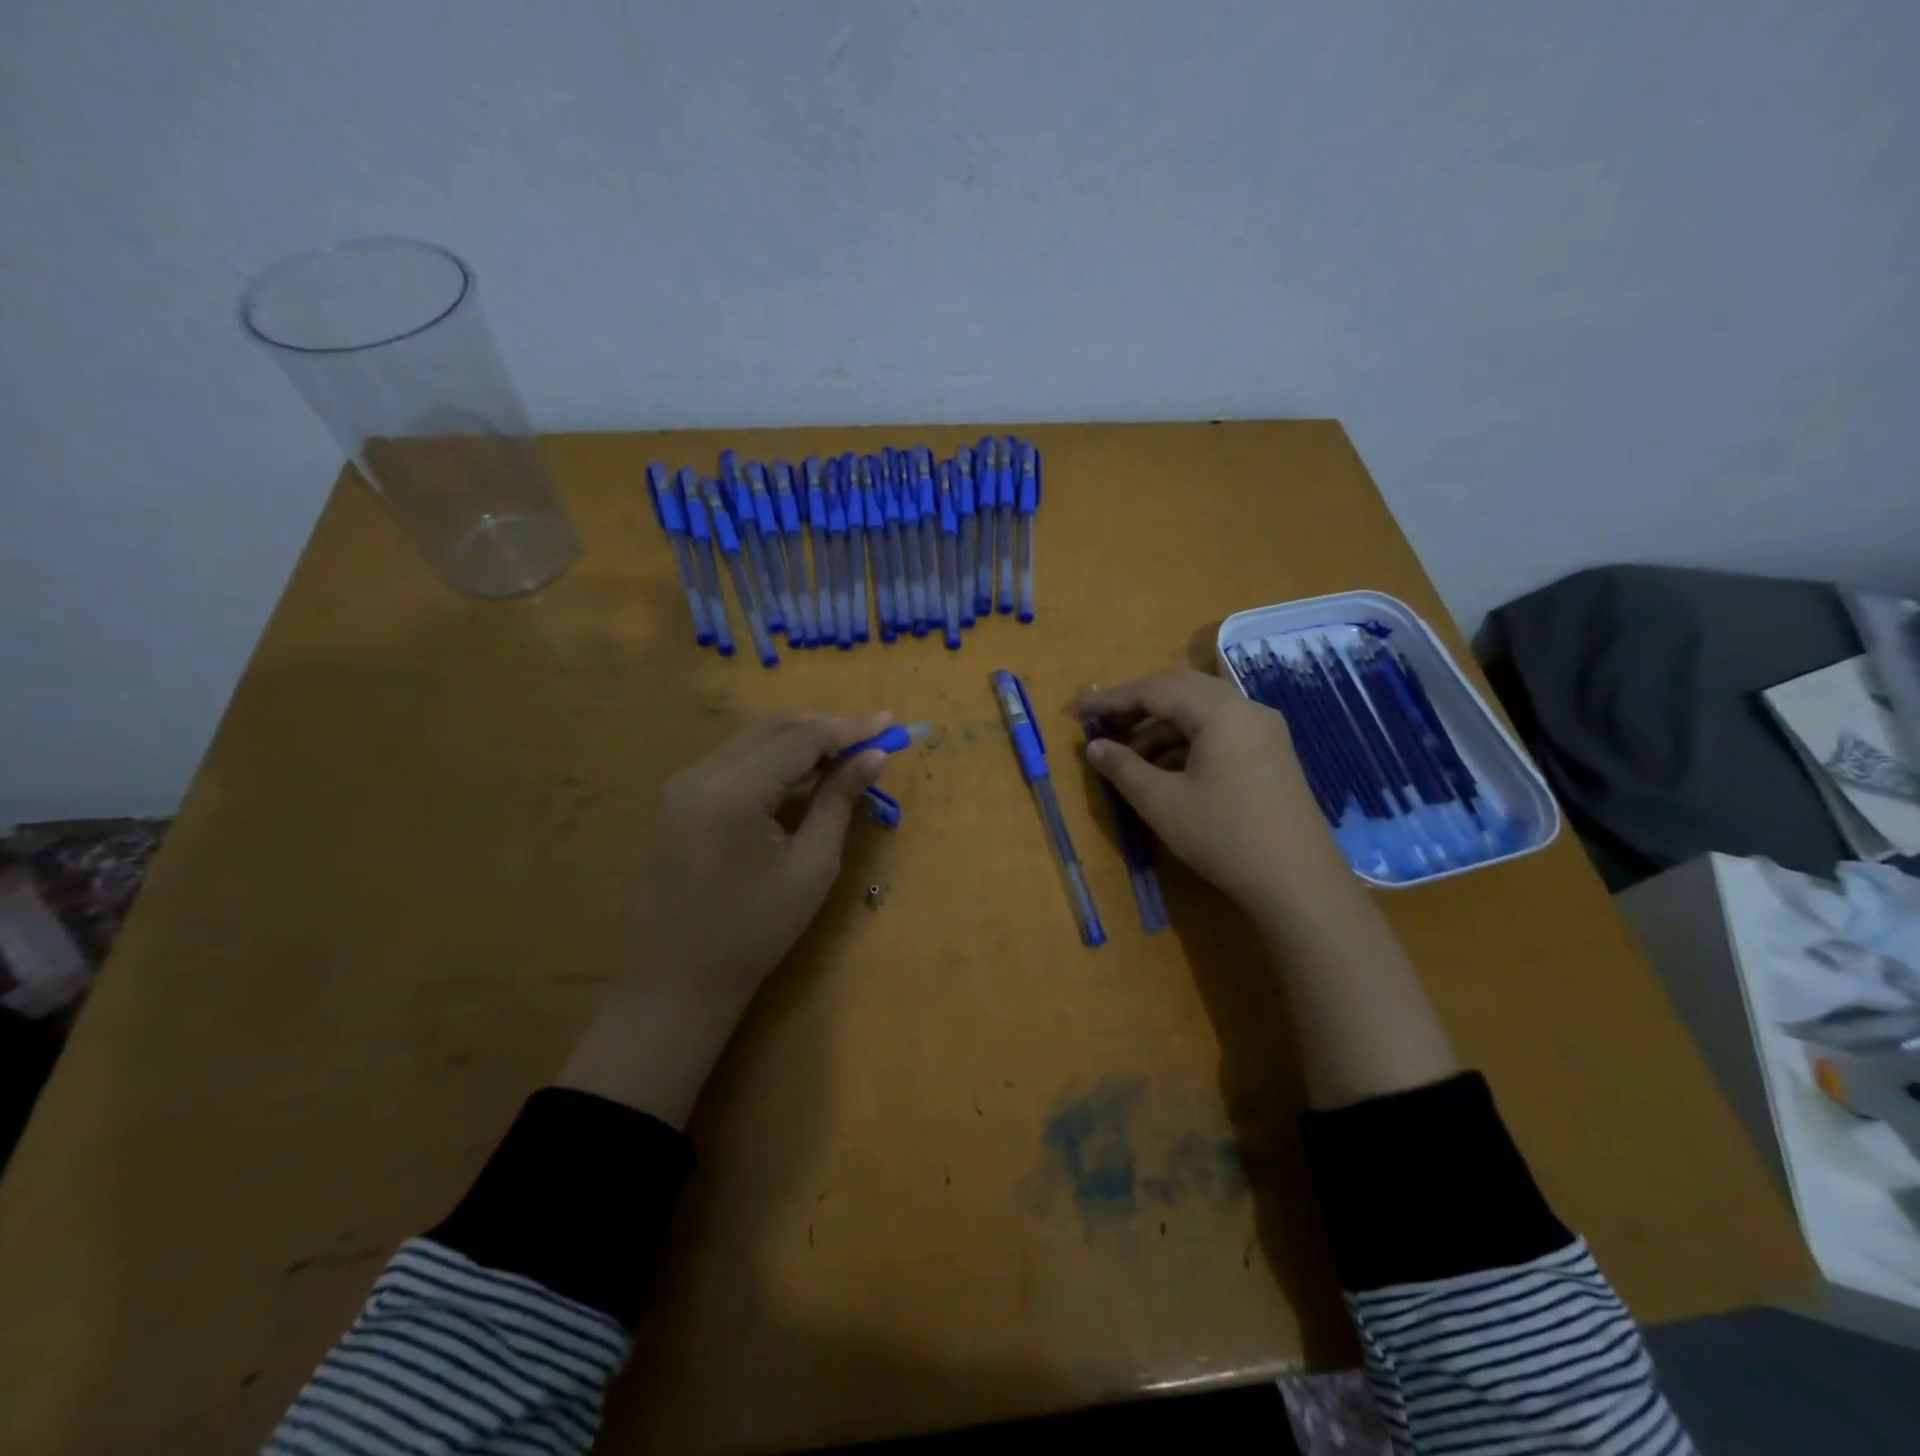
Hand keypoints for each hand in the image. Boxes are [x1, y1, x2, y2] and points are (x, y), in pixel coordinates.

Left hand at [557, 711, 890, 1124]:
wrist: (680, 979)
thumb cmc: (755, 932)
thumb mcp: (811, 866)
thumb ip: (839, 800)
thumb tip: (874, 756)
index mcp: (731, 794)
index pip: (798, 739)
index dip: (848, 728)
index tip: (889, 723)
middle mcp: (699, 775)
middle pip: (773, 728)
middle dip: (826, 726)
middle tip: (872, 736)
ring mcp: (682, 784)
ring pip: (753, 739)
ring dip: (801, 739)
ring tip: (847, 751)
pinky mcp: (678, 797)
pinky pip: (736, 760)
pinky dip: (775, 757)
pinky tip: (805, 771)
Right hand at [1077, 670, 1345, 911]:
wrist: (1298, 882)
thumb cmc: (1224, 836)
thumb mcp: (1162, 802)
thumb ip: (1123, 768)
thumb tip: (1094, 747)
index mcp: (1220, 712)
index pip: (1156, 689)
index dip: (1114, 698)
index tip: (1080, 710)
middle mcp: (1246, 709)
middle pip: (1181, 690)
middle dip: (1138, 705)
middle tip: (1103, 724)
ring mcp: (1263, 732)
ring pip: (1201, 712)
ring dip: (1161, 727)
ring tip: (1127, 757)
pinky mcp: (1270, 755)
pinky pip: (1219, 732)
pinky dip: (1186, 742)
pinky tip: (1164, 770)